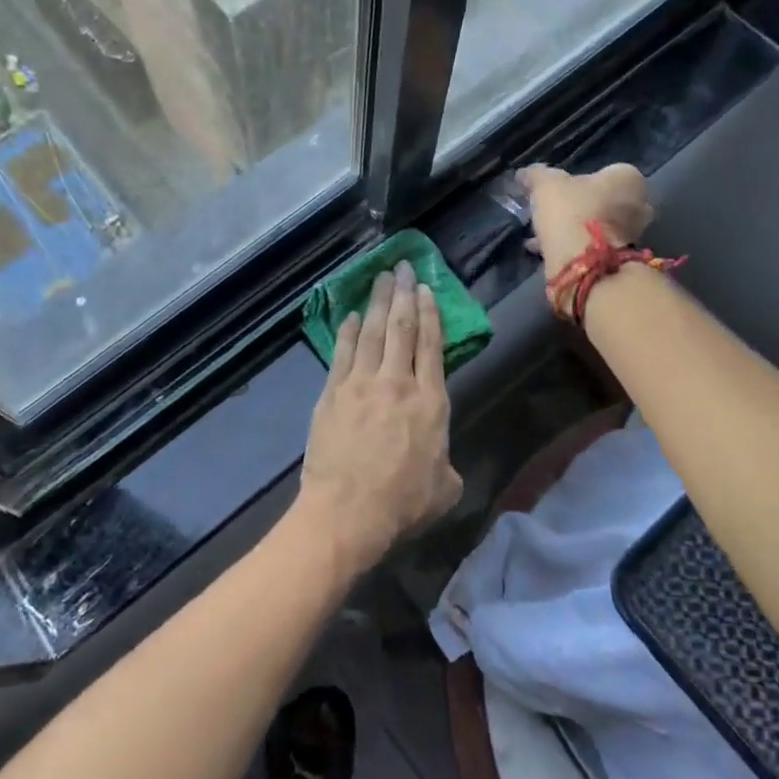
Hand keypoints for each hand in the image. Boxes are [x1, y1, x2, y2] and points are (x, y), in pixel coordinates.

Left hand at [299, 261, 462, 576]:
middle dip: (403, 294)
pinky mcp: (332, 394)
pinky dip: (348, 331)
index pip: (432, 345)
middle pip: (401, 329)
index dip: (430, 314)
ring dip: (377, 303)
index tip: (426, 289)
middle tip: (402, 267)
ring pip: (372, 333)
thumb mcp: (444, 488)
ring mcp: (360, 384)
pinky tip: (351, 315)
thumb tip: (439, 460)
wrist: (348, 511)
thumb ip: (446, 463)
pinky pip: (342, 353)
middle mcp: (396, 383)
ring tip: (381, 278)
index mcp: (431, 401)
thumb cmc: (402, 503)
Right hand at [519, 163, 652, 279]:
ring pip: (598, 226)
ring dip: (575, 228)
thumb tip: (523, 173)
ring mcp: (633, 234)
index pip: (605, 172)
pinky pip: (592, 247)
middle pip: (604, 200)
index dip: (579, 181)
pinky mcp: (620, 259)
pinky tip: (545, 249)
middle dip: (582, 206)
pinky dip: (573, 246)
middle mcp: (639, 204)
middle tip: (554, 212)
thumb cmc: (571, 211)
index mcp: (628, 178)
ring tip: (544, 233)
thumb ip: (536, 175)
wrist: (583, 263)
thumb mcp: (545, 185)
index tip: (559, 191)